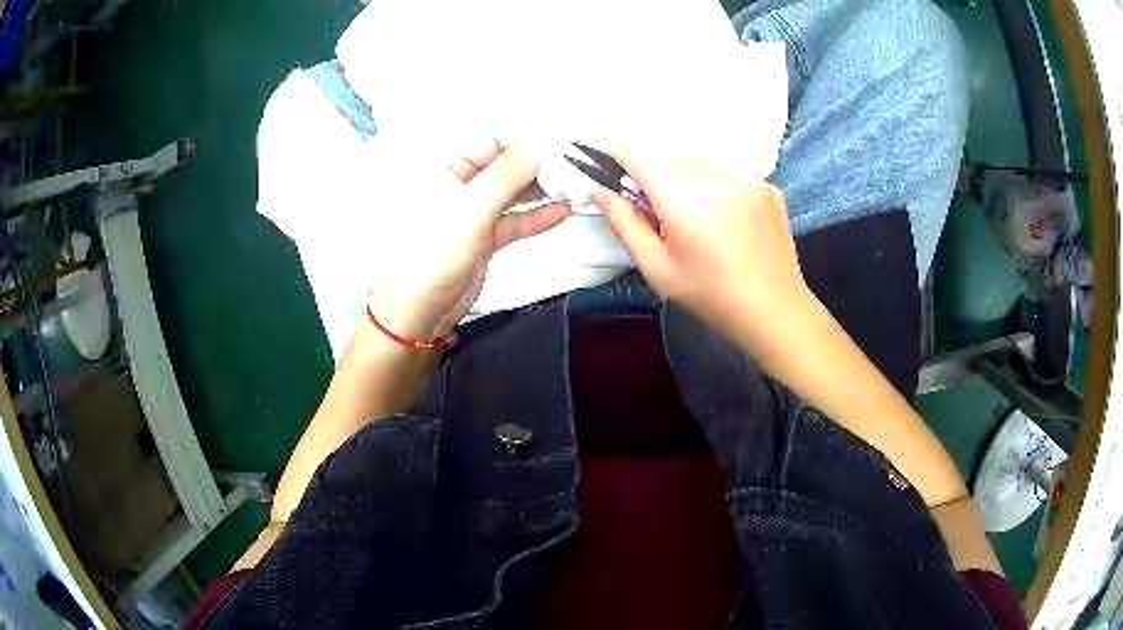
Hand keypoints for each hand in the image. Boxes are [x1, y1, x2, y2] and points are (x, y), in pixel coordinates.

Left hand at [366, 141, 569, 340]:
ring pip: (511, 193)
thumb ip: (505, 178)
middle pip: (503, 165)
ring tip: (575, 185)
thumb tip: (539, 146)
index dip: (523, 141)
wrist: (418, 313)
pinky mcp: (484, 238)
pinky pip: (513, 221)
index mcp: (443, 169)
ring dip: (540, 190)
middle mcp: (458, 185)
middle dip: (537, 165)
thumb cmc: (433, 255)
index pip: (489, 141)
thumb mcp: (468, 212)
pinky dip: (536, 217)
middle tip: (574, 166)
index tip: (558, 144)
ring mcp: (472, 213)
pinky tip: (563, 211)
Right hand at [592, 144, 810, 349]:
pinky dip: (716, 186)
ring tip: (696, 218)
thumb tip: (598, 190)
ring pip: (699, 162)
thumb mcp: (657, 268)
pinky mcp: (767, 186)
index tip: (610, 169)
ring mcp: (747, 178)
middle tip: (657, 211)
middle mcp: (717, 175)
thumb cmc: (710, 295)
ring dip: (685, 178)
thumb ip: (623, 223)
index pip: (638, 149)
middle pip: (668, 154)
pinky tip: (726, 220)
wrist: (775, 311)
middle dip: (653, 173)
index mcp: (684, 197)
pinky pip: (728, 173)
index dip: (616, 152)